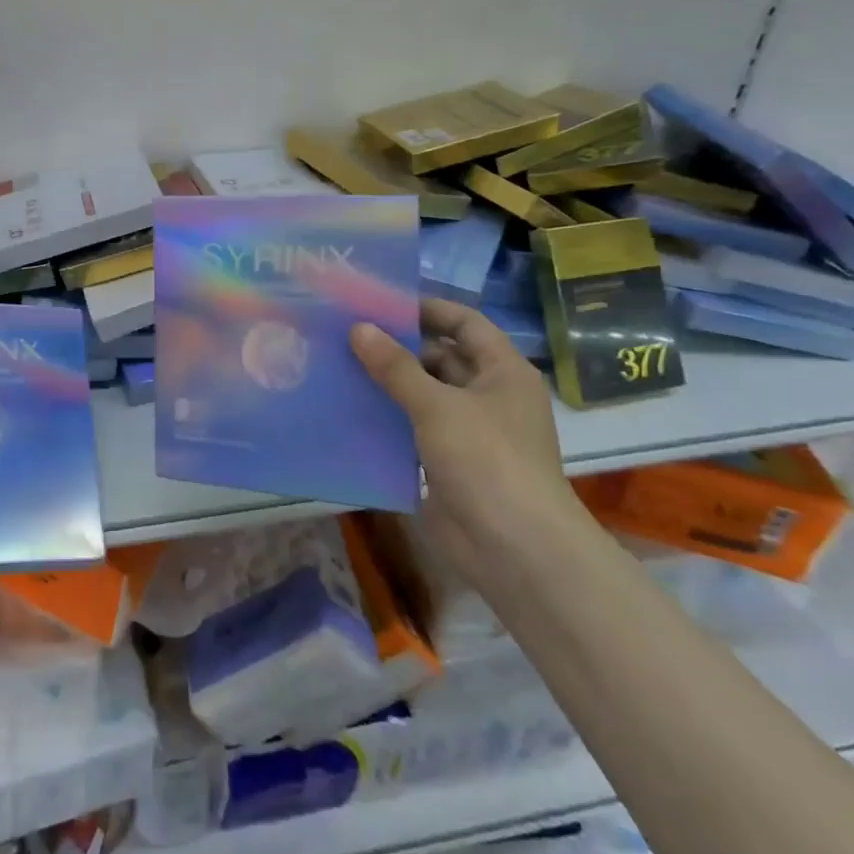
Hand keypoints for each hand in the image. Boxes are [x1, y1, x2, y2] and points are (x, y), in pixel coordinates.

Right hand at [352, 300, 578, 576]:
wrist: (514, 550)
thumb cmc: (486, 461)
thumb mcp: (438, 406)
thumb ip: (396, 367)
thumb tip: (358, 328)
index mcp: (502, 372)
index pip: (465, 323)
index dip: (427, 309)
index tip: (381, 302)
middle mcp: (487, 396)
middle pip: (440, 358)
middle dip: (398, 347)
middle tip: (347, 333)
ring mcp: (468, 432)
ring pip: (423, 395)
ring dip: (387, 384)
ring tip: (338, 365)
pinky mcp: (447, 463)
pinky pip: (412, 430)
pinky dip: (386, 419)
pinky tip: (348, 410)